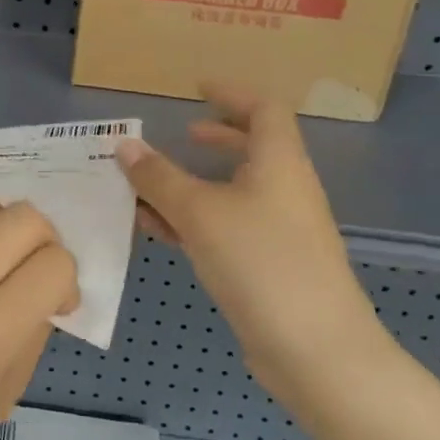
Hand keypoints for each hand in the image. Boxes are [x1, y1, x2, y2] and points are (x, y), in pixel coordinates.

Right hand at [116, 85, 385, 397]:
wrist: (314, 349)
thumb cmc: (260, 261)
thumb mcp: (199, 212)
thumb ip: (158, 177)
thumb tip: (125, 144)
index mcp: (279, 163)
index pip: (264, 109)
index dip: (232, 93)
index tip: (198, 89)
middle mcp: (285, 190)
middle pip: (253, 149)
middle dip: (215, 139)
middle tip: (180, 135)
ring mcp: (280, 230)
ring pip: (233, 193)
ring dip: (194, 185)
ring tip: (150, 188)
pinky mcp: (269, 266)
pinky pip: (227, 228)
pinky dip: (195, 221)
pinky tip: (159, 231)